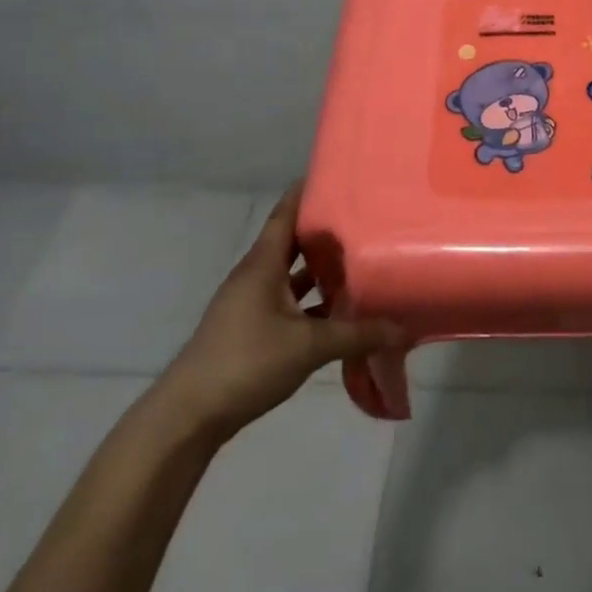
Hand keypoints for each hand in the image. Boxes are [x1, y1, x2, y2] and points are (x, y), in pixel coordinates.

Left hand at [157, 184, 398, 439]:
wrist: (189, 417)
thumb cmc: (246, 362)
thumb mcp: (308, 346)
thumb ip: (357, 334)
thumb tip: (403, 328)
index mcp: (262, 264)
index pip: (286, 213)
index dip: (307, 191)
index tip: (338, 175)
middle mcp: (255, 276)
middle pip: (292, 241)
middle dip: (325, 229)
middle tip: (364, 216)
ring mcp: (251, 304)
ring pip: (291, 274)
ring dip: (320, 268)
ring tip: (360, 258)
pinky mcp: (252, 329)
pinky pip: (288, 301)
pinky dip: (312, 301)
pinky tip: (339, 309)